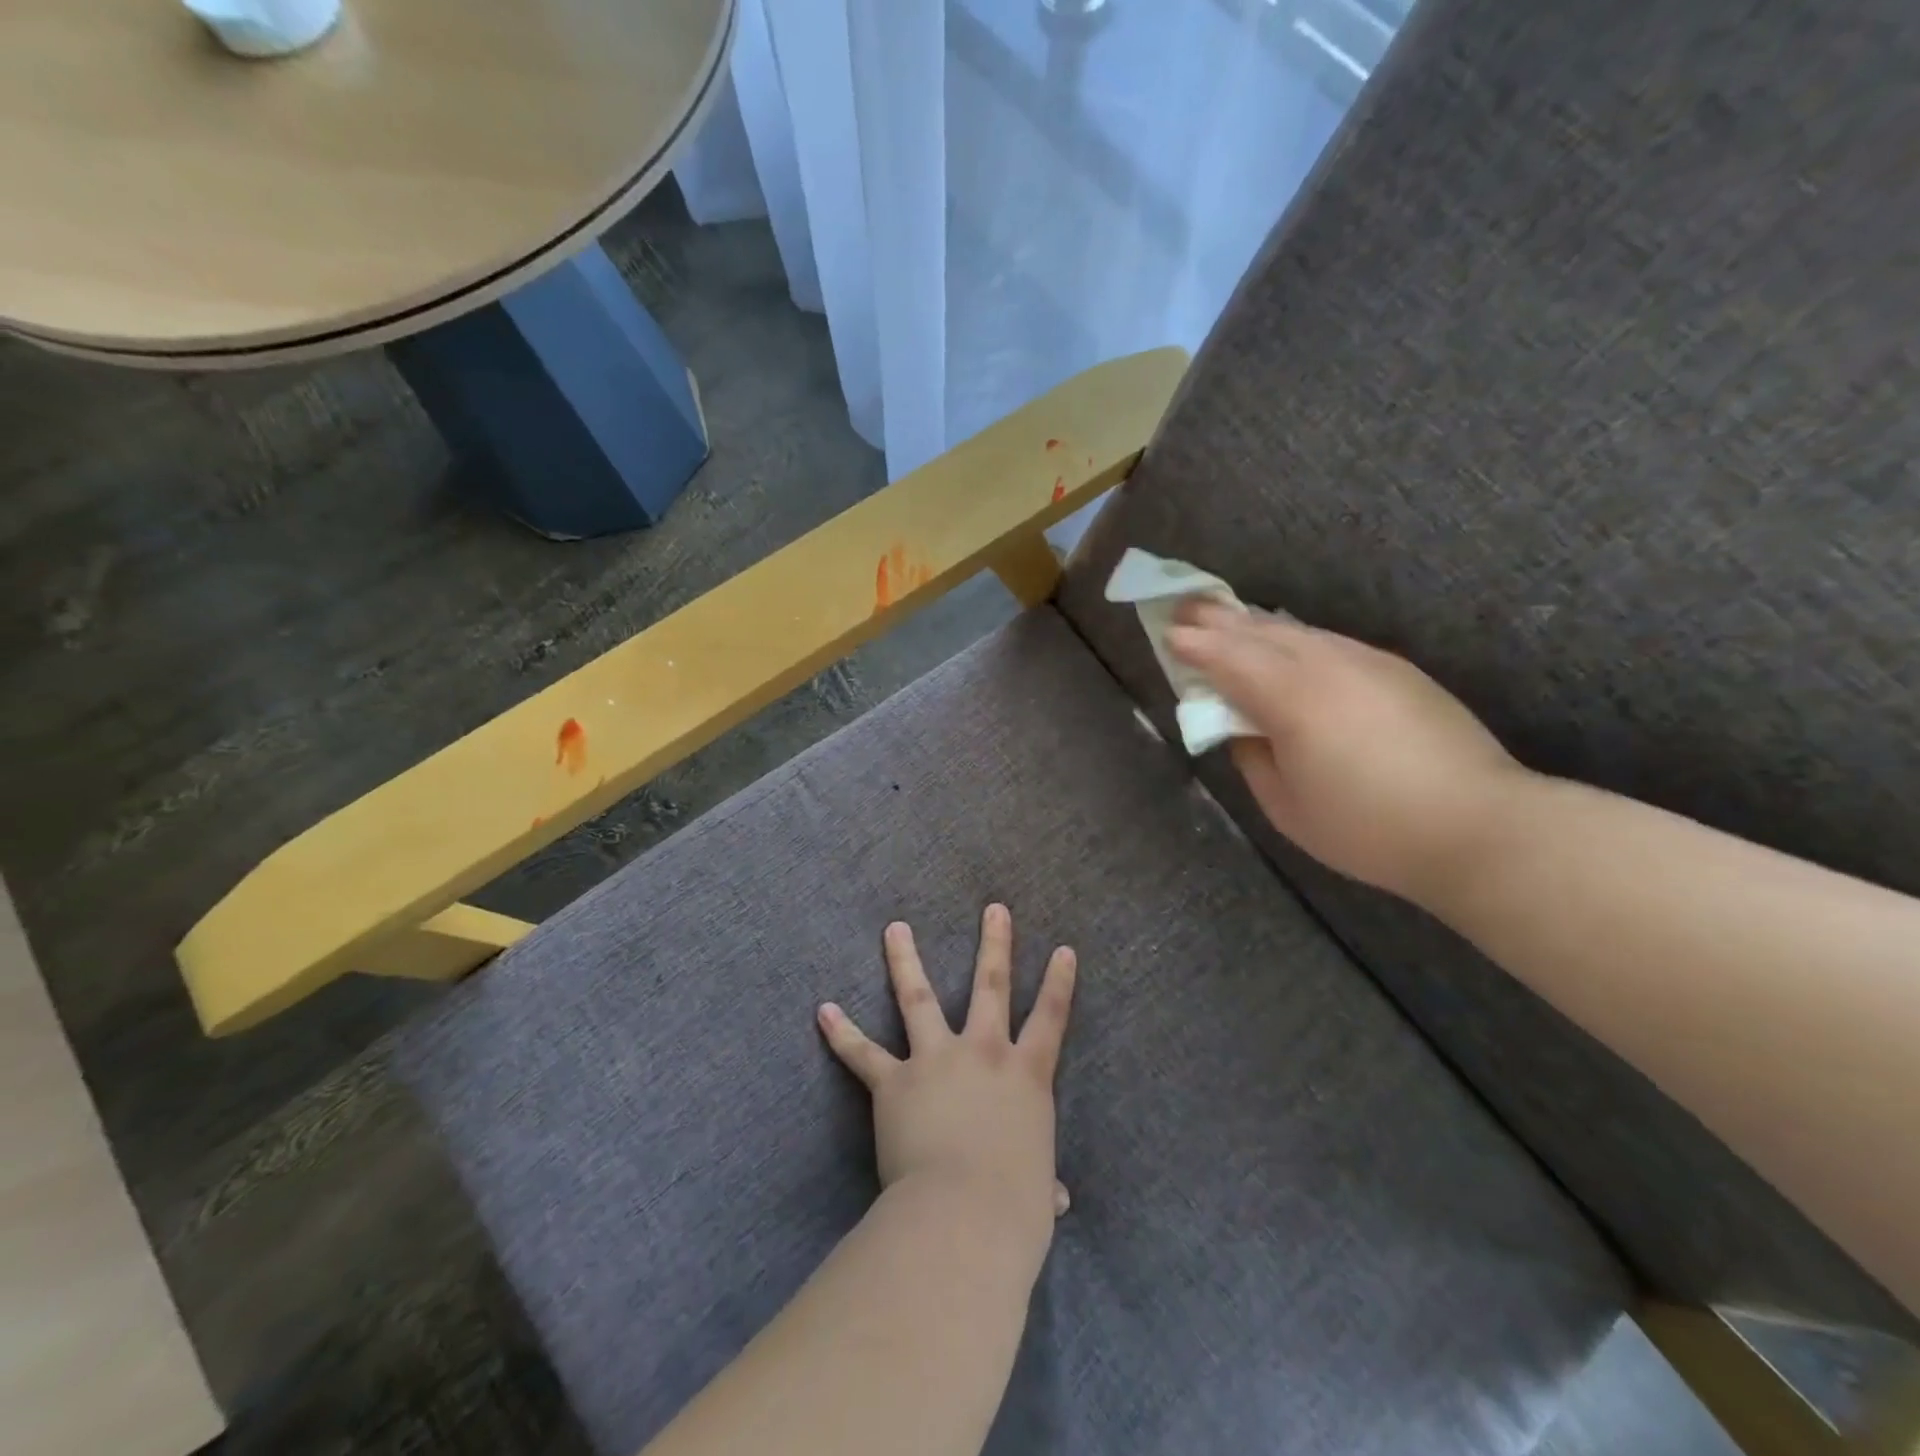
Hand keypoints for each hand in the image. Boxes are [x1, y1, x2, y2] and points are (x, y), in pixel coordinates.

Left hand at [817, 904, 1075, 1262]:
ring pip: (919, 997)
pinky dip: (842, 1032)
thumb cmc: (1014, 1207)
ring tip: (895, 929)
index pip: (1051, 1017)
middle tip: (994, 909)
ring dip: (905, 960)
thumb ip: (1043, 1185)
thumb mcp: (1037, 1192)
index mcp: (1026, 1076)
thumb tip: (1057, 1201)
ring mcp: (936, 1059)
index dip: (1059, 982)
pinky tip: (824, 1011)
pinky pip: (863, 1053)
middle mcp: (984, 1052)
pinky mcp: (895, 1081)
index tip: (1063, 948)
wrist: (963, 1213)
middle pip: (992, 985)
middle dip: (994, 944)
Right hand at [1165, 600, 1527, 906]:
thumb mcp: (1286, 806)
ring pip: (1298, 632)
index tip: (1168, 632)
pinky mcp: (1396, 670)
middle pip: (1261, 632)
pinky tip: (1289, 644)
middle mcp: (1326, 665)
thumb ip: (1253, 757)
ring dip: (1257, 624)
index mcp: (1291, 699)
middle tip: (1188, 605)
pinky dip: (1295, 637)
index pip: (1229, 659)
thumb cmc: (1367, 828)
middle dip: (1220, 619)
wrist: (1478, 826)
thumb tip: (1243, 728)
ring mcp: (1366, 662)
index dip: (1195, 645)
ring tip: (1230, 619)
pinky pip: (1329, 641)